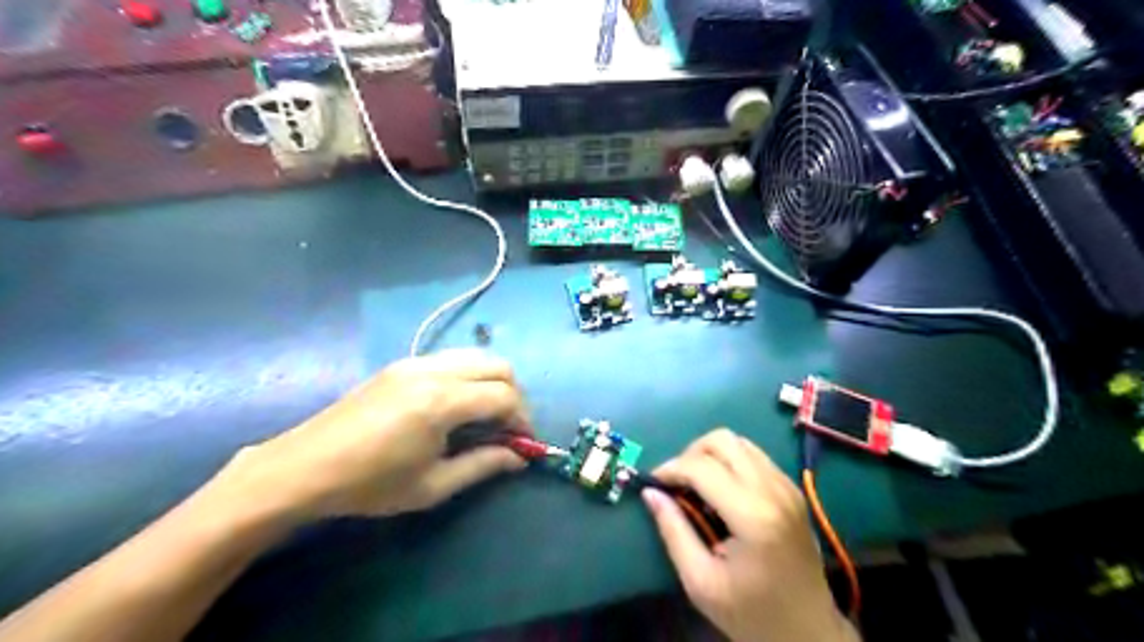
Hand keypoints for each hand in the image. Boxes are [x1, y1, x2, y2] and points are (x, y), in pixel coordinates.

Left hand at [207, 350, 529, 526]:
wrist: (304, 468)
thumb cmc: (370, 484)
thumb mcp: (432, 486)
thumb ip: (483, 466)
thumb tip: (518, 458)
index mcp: (442, 401)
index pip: (504, 396)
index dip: (522, 419)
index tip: (523, 442)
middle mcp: (434, 370)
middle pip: (498, 365)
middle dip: (514, 394)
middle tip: (508, 426)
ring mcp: (416, 361)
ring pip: (476, 356)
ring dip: (492, 381)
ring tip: (486, 415)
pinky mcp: (402, 363)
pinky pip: (452, 359)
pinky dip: (469, 376)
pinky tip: (456, 405)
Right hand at [643, 426, 858, 641]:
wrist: (808, 631)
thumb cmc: (751, 613)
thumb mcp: (701, 582)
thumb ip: (673, 532)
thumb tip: (650, 493)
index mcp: (753, 516)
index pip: (702, 467)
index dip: (670, 468)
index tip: (653, 483)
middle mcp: (774, 490)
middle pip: (722, 440)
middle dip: (690, 454)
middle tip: (677, 483)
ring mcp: (787, 486)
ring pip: (739, 441)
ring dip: (710, 454)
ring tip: (696, 485)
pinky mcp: (791, 489)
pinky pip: (754, 455)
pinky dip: (730, 461)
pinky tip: (721, 490)